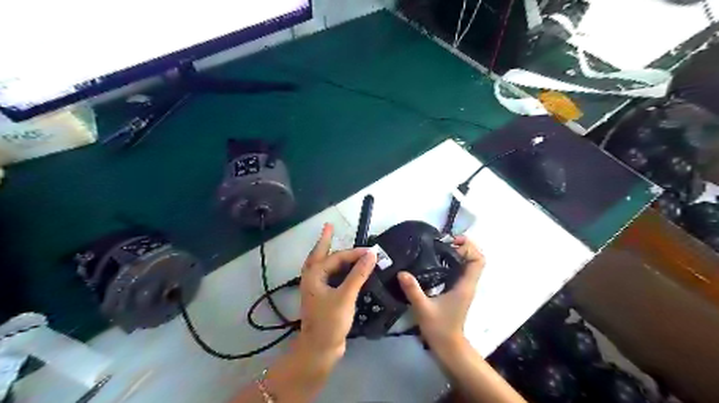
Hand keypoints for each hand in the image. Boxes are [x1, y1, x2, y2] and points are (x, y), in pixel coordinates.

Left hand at [298, 224, 377, 361]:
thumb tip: (371, 254)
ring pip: (325, 265)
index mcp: (314, 275)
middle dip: (325, 240)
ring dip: (333, 255)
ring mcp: (317, 288)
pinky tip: (345, 269)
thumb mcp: (345, 296)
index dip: (354, 253)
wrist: (320, 349)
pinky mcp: (324, 297)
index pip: (337, 257)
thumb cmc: (330, 321)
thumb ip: (358, 274)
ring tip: (334, 241)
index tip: (372, 252)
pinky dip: (338, 269)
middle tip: (329, 226)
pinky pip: (330, 276)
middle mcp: (313, 278)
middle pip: (320, 254)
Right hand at [399, 235, 481, 349]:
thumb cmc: (439, 328)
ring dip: (458, 253)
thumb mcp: (423, 308)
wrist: (448, 346)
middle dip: (463, 246)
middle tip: (442, 243)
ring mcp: (464, 287)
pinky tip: (435, 262)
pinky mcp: (458, 291)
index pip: (478, 260)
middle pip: (475, 258)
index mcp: (465, 285)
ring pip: (468, 264)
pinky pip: (460, 270)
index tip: (451, 242)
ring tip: (437, 248)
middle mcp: (468, 284)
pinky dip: (452, 262)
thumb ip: (413, 290)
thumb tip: (402, 272)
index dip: (469, 247)